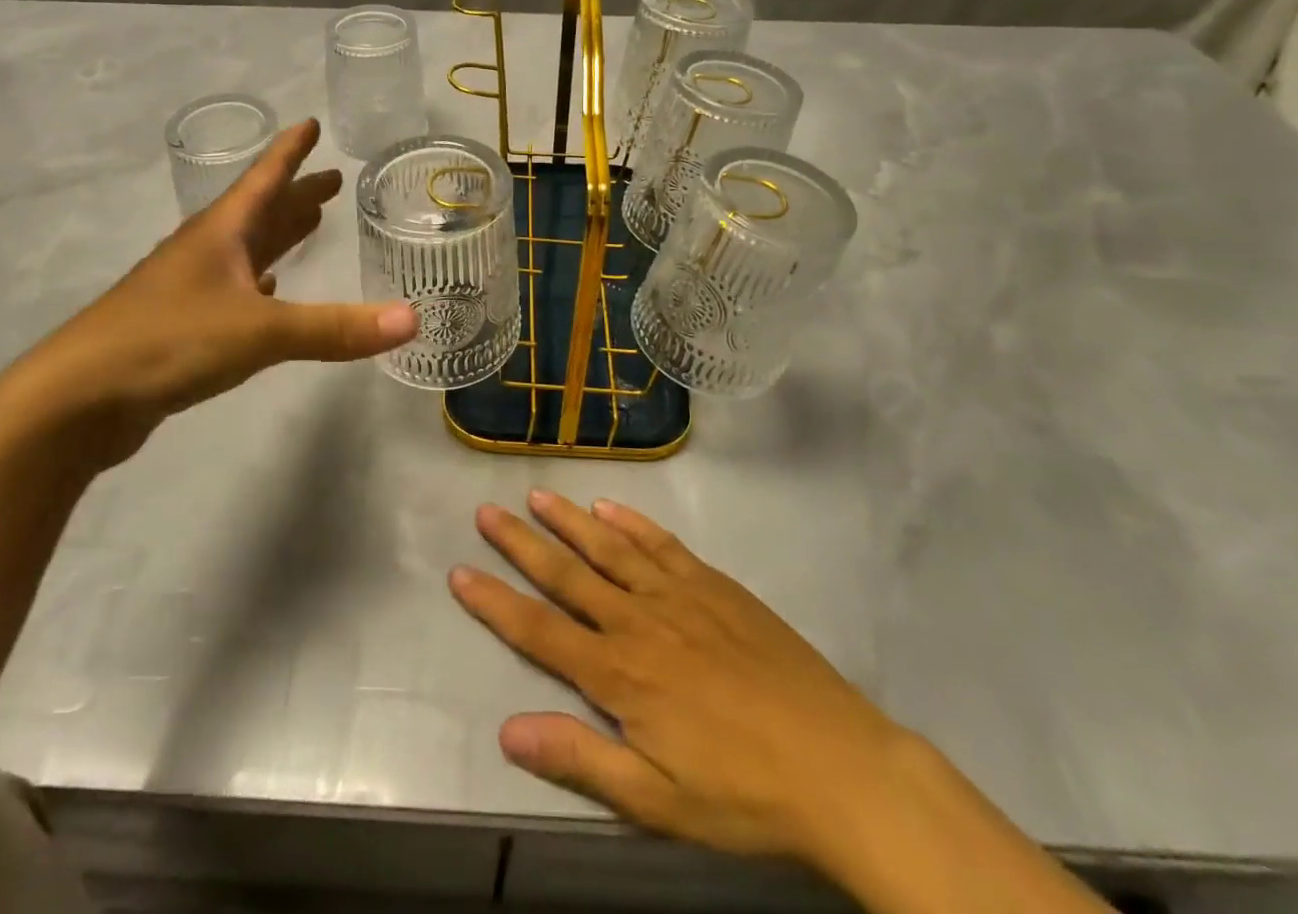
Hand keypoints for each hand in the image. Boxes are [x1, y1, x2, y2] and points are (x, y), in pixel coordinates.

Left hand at [0, 119, 417, 469]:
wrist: (77, 399)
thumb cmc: (168, 342)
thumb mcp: (261, 331)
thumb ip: (336, 327)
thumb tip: (413, 319)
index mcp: (220, 234)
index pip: (263, 179)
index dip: (290, 151)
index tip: (310, 124)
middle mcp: (204, 251)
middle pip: (259, 211)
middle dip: (296, 194)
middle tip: (332, 181)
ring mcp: (187, 288)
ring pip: (245, 249)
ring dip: (278, 234)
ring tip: (311, 223)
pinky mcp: (179, 325)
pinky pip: (232, 288)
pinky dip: (258, 281)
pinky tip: (270, 289)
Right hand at [451, 492, 906, 871]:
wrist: (838, 764)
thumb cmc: (742, 794)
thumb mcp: (655, 801)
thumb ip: (580, 760)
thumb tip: (508, 729)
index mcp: (619, 674)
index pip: (539, 631)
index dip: (495, 602)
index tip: (460, 571)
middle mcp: (638, 620)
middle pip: (568, 574)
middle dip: (521, 543)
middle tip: (486, 512)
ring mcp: (678, 594)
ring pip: (610, 546)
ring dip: (569, 520)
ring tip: (536, 495)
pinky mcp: (713, 584)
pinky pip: (661, 543)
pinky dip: (632, 520)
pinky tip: (609, 505)